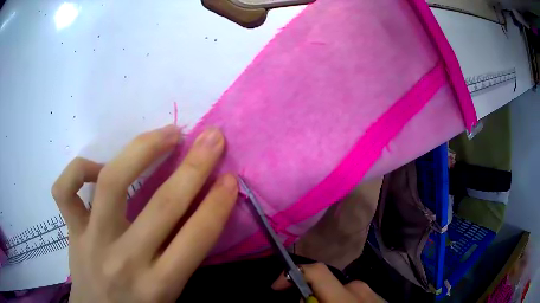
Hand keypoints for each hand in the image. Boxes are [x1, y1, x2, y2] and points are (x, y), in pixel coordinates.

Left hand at [52, 126, 237, 302]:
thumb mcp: (170, 296)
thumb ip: (183, 259)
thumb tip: (201, 213)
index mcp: (158, 285)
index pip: (196, 239)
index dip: (218, 204)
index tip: (231, 177)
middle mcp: (124, 260)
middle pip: (162, 205)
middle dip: (194, 166)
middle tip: (212, 138)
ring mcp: (92, 240)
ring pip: (112, 183)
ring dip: (143, 150)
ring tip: (166, 134)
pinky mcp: (71, 230)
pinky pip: (64, 190)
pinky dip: (79, 169)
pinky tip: (97, 167)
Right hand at [272, 263, 383, 302]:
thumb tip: (302, 299)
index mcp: (345, 297)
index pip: (317, 271)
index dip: (292, 274)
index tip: (277, 286)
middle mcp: (359, 288)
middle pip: (324, 285)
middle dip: (311, 296)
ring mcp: (372, 291)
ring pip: (340, 292)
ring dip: (328, 301)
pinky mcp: (379, 296)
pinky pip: (354, 296)